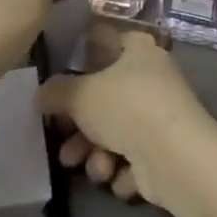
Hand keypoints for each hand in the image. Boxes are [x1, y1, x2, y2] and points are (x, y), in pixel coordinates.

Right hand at [35, 27, 212, 206]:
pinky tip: (122, 177)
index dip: (86, 50)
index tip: (63, 70)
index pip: (109, 39)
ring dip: (98, 155)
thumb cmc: (127, 108)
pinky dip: (124, 171)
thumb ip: (56, 92)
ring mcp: (161, 116)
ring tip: (95, 169)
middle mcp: (152, 78)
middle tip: (64, 144)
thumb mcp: (80, 95)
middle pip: (106, 98)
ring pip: (117, 134)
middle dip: (82, 128)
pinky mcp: (167, 151)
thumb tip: (41, 94)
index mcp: (138, 50)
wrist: (175, 158)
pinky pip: (134, 160)